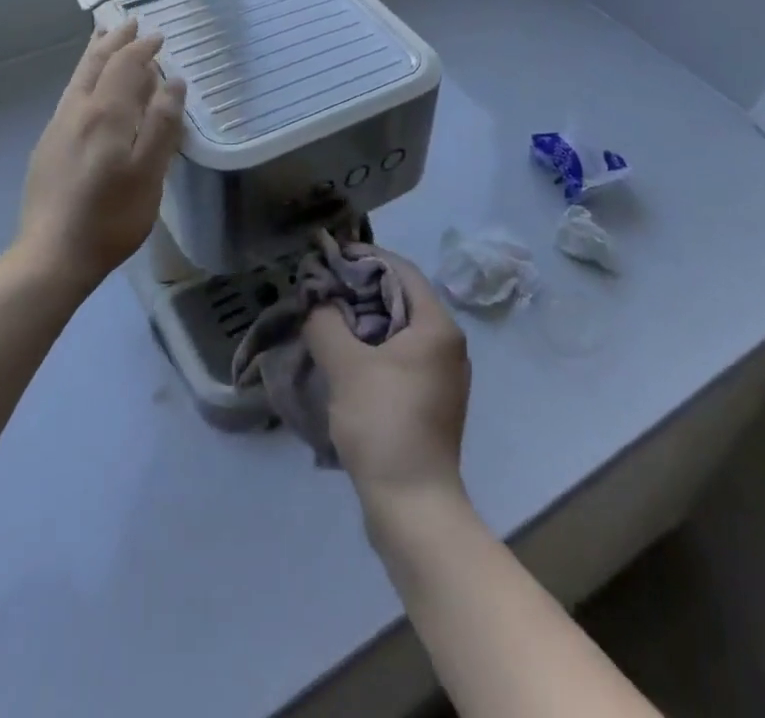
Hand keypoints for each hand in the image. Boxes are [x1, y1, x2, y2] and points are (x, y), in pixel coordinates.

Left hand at [17, 20, 186, 290]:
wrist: (52, 255)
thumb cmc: (111, 217)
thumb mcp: (150, 173)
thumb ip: (163, 124)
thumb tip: (173, 82)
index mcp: (106, 114)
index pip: (125, 66)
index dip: (142, 48)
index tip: (158, 35)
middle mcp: (77, 111)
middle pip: (95, 63)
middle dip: (114, 40)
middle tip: (129, 22)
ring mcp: (57, 128)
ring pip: (78, 77)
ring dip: (95, 54)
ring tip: (104, 40)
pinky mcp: (47, 146)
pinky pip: (70, 95)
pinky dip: (85, 77)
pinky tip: (88, 88)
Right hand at [306, 250, 470, 512]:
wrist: (413, 508)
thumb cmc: (384, 424)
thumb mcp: (346, 366)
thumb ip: (326, 323)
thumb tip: (316, 301)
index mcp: (437, 326)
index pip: (401, 270)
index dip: (365, 258)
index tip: (330, 256)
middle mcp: (447, 345)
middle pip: (400, 298)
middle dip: (360, 290)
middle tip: (321, 289)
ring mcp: (441, 376)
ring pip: (398, 330)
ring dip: (363, 321)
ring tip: (326, 320)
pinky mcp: (430, 402)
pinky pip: (399, 358)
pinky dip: (372, 348)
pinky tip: (344, 358)